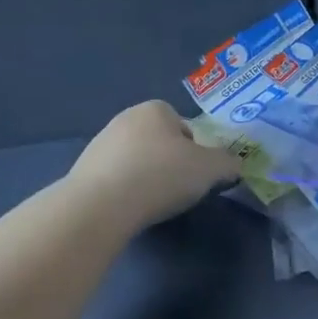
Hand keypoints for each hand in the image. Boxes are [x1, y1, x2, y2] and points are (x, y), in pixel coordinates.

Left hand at [66, 101, 241, 229]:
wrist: (100, 205)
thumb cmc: (161, 175)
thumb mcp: (210, 169)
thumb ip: (227, 163)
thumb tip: (234, 165)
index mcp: (155, 109)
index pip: (185, 126)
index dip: (196, 151)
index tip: (196, 175)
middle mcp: (126, 118)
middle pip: (160, 142)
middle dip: (170, 163)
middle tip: (177, 190)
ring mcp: (101, 143)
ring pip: (137, 160)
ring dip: (146, 177)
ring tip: (152, 204)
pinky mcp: (83, 170)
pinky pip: (115, 178)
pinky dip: (125, 191)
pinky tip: (128, 209)